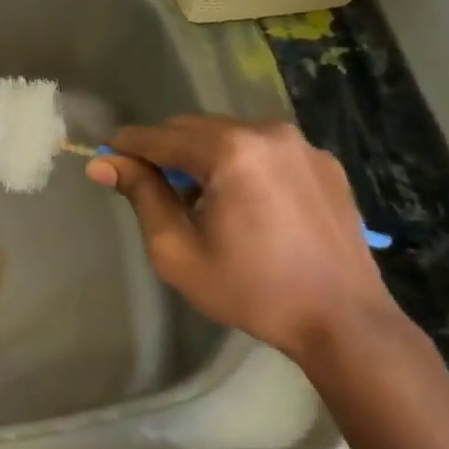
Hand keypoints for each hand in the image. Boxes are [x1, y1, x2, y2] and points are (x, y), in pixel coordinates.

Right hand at [86, 115, 396, 359]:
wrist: (344, 321)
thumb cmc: (252, 290)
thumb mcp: (178, 251)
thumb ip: (142, 196)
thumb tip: (103, 163)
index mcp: (230, 150)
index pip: (160, 136)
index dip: (127, 145)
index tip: (104, 157)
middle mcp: (266, 131)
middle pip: (194, 128)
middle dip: (165, 150)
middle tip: (150, 186)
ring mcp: (301, 144)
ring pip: (230, 134)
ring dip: (203, 155)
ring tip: (200, 198)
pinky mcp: (324, 161)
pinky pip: (265, 148)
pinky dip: (242, 162)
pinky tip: (245, 202)